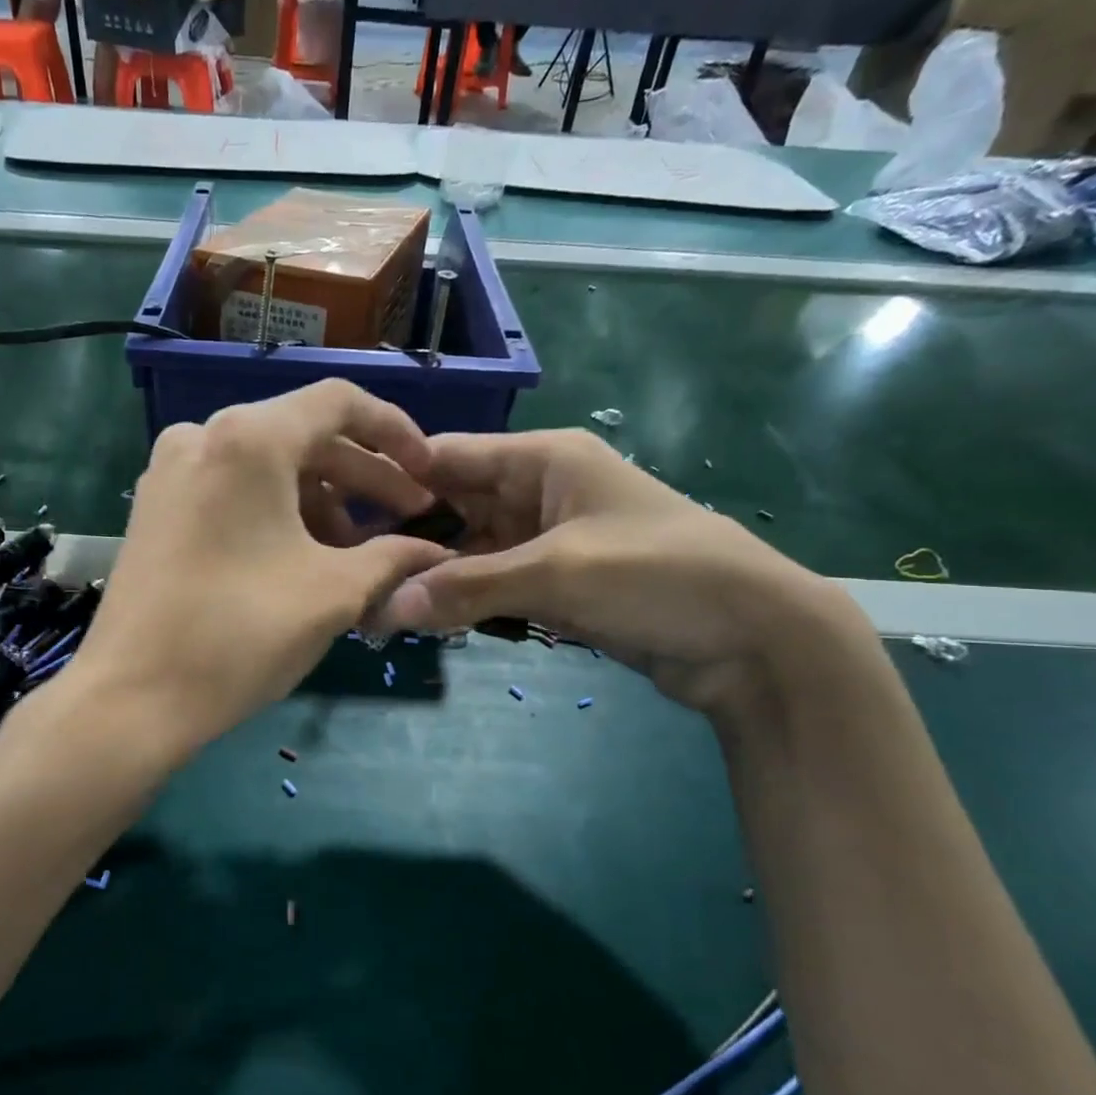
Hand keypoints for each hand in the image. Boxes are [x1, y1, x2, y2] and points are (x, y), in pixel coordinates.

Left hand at [68, 380, 450, 760]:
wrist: (131, 699)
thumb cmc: (241, 634)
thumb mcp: (334, 592)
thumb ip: (393, 557)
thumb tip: (433, 550)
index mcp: (249, 438)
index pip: (340, 403)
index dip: (396, 434)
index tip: (428, 476)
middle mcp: (203, 436)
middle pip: (303, 435)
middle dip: (363, 478)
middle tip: (406, 522)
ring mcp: (171, 471)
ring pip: (268, 467)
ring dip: (322, 502)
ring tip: (355, 555)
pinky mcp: (157, 509)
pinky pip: (233, 491)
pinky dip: (277, 514)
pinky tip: (303, 558)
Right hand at [373, 430, 868, 718]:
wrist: (752, 638)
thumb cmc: (657, 574)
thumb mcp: (559, 573)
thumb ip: (469, 587)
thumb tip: (384, 607)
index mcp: (544, 460)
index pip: (450, 456)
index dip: (397, 481)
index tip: (343, 516)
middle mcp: (541, 491)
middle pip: (456, 505)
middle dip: (411, 537)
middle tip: (356, 571)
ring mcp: (550, 539)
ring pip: (474, 549)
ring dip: (437, 575)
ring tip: (380, 600)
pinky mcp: (560, 582)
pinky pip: (497, 582)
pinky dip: (467, 598)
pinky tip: (428, 617)